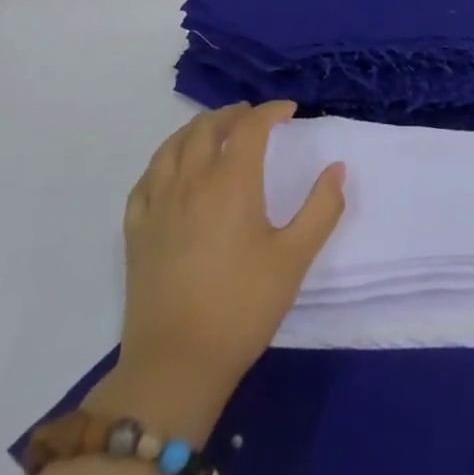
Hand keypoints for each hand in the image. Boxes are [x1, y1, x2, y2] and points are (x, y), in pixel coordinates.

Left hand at [95, 101, 346, 439]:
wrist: (176, 363)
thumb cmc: (243, 307)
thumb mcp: (295, 258)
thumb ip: (322, 208)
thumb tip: (337, 169)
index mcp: (231, 183)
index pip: (250, 128)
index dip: (271, 111)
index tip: (289, 111)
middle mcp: (191, 182)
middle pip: (206, 128)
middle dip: (233, 114)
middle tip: (254, 117)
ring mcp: (157, 205)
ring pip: (172, 147)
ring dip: (197, 129)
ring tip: (215, 132)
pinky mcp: (136, 231)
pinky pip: (146, 178)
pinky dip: (165, 160)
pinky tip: (173, 170)